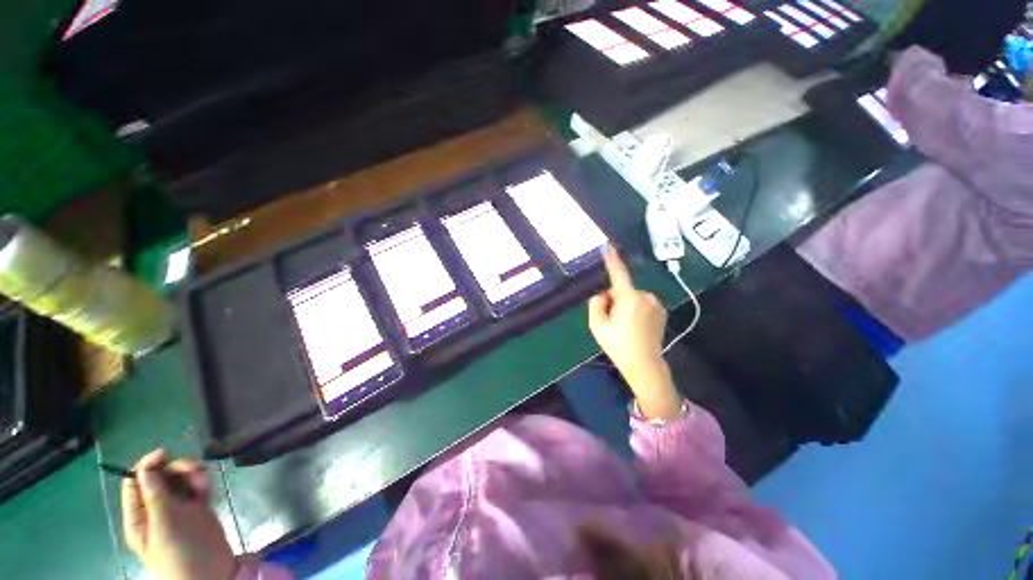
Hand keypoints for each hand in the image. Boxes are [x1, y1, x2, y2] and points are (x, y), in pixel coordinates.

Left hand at [121, 449, 236, 579]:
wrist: (212, 572)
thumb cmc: (181, 553)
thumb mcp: (166, 524)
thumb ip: (156, 495)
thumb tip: (147, 467)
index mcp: (139, 517)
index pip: (135, 483)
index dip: (147, 466)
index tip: (165, 453)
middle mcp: (156, 510)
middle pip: (160, 478)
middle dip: (176, 469)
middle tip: (194, 468)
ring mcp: (177, 510)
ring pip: (180, 480)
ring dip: (192, 475)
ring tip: (204, 481)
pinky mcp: (197, 509)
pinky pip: (196, 488)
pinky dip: (202, 483)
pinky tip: (209, 487)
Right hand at [588, 247, 682, 419]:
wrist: (644, 365)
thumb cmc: (618, 345)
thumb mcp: (597, 325)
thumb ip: (596, 303)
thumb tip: (602, 293)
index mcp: (629, 297)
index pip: (618, 273)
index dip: (611, 259)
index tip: (607, 245)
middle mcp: (646, 296)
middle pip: (623, 289)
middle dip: (615, 298)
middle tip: (611, 319)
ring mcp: (656, 304)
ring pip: (632, 297)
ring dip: (625, 305)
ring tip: (624, 325)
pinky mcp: (661, 311)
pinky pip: (642, 303)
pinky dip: (635, 309)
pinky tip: (634, 326)